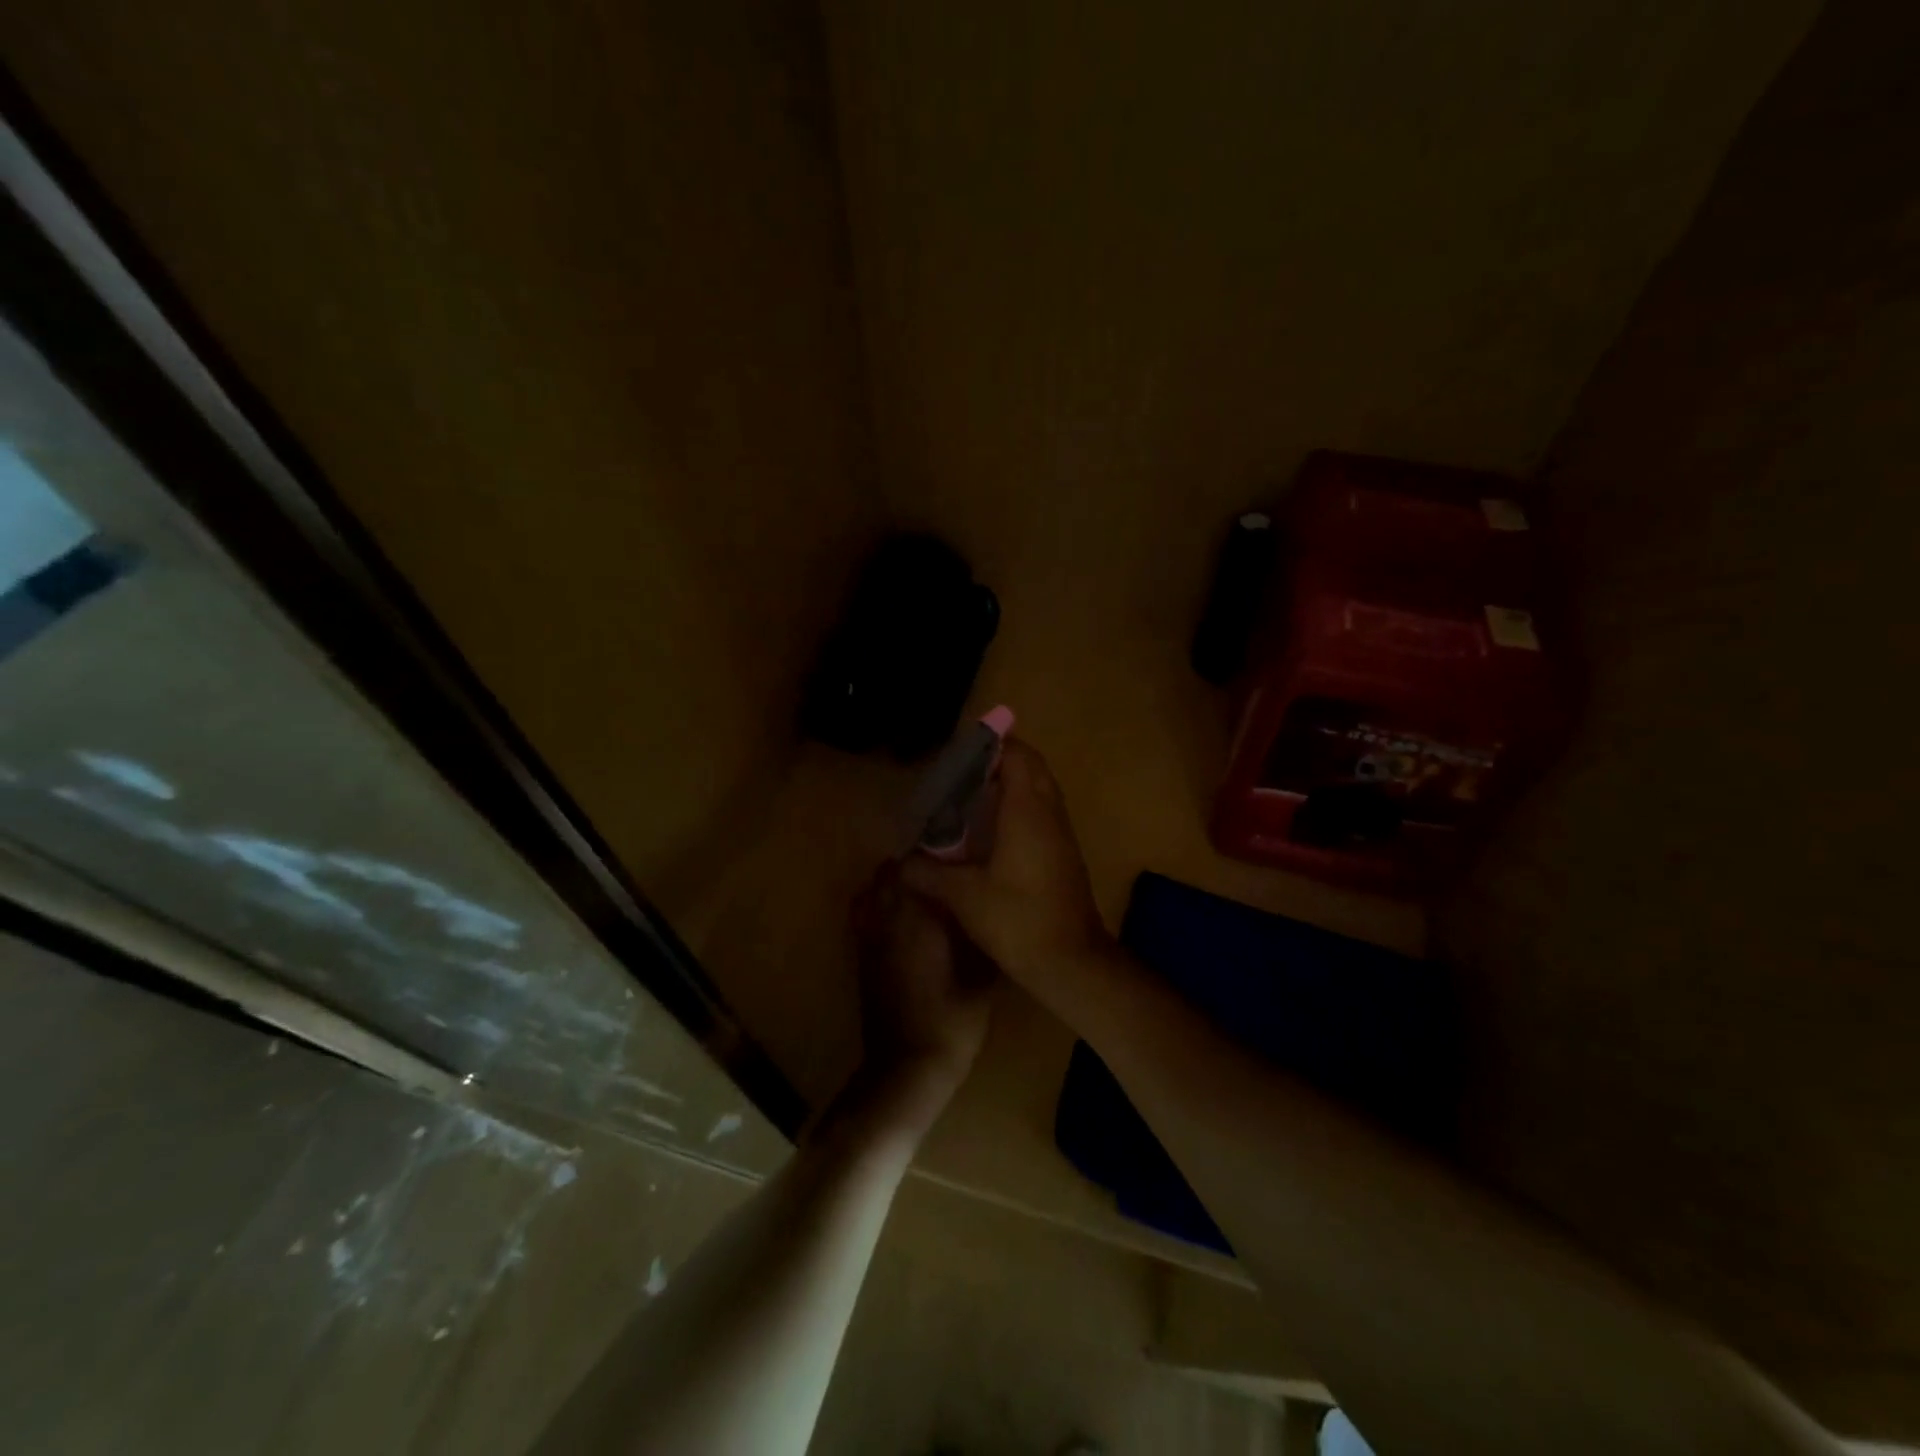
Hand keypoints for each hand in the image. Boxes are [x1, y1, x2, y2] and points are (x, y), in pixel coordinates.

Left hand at [849, 865, 994, 1139]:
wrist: (907, 1068)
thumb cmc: (951, 1020)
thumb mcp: (982, 977)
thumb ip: (982, 937)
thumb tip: (989, 908)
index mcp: (916, 916)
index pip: (913, 864)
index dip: (931, 856)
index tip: (954, 857)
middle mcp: (887, 919)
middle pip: (887, 873)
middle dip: (911, 868)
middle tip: (942, 876)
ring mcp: (868, 938)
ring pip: (870, 892)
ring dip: (891, 887)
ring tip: (921, 897)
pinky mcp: (861, 958)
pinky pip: (864, 916)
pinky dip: (878, 909)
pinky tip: (905, 925)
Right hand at [902, 739, 1115, 994]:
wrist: (1071, 962)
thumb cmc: (1017, 919)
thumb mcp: (963, 895)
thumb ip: (926, 873)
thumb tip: (898, 863)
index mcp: (1027, 809)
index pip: (1016, 754)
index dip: (989, 745)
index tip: (958, 754)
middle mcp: (1049, 812)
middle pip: (1030, 766)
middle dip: (999, 761)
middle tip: (961, 774)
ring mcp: (1062, 833)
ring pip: (1040, 789)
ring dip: (1011, 784)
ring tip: (971, 798)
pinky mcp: (1065, 854)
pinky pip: (1043, 813)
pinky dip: (1020, 808)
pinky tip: (991, 833)